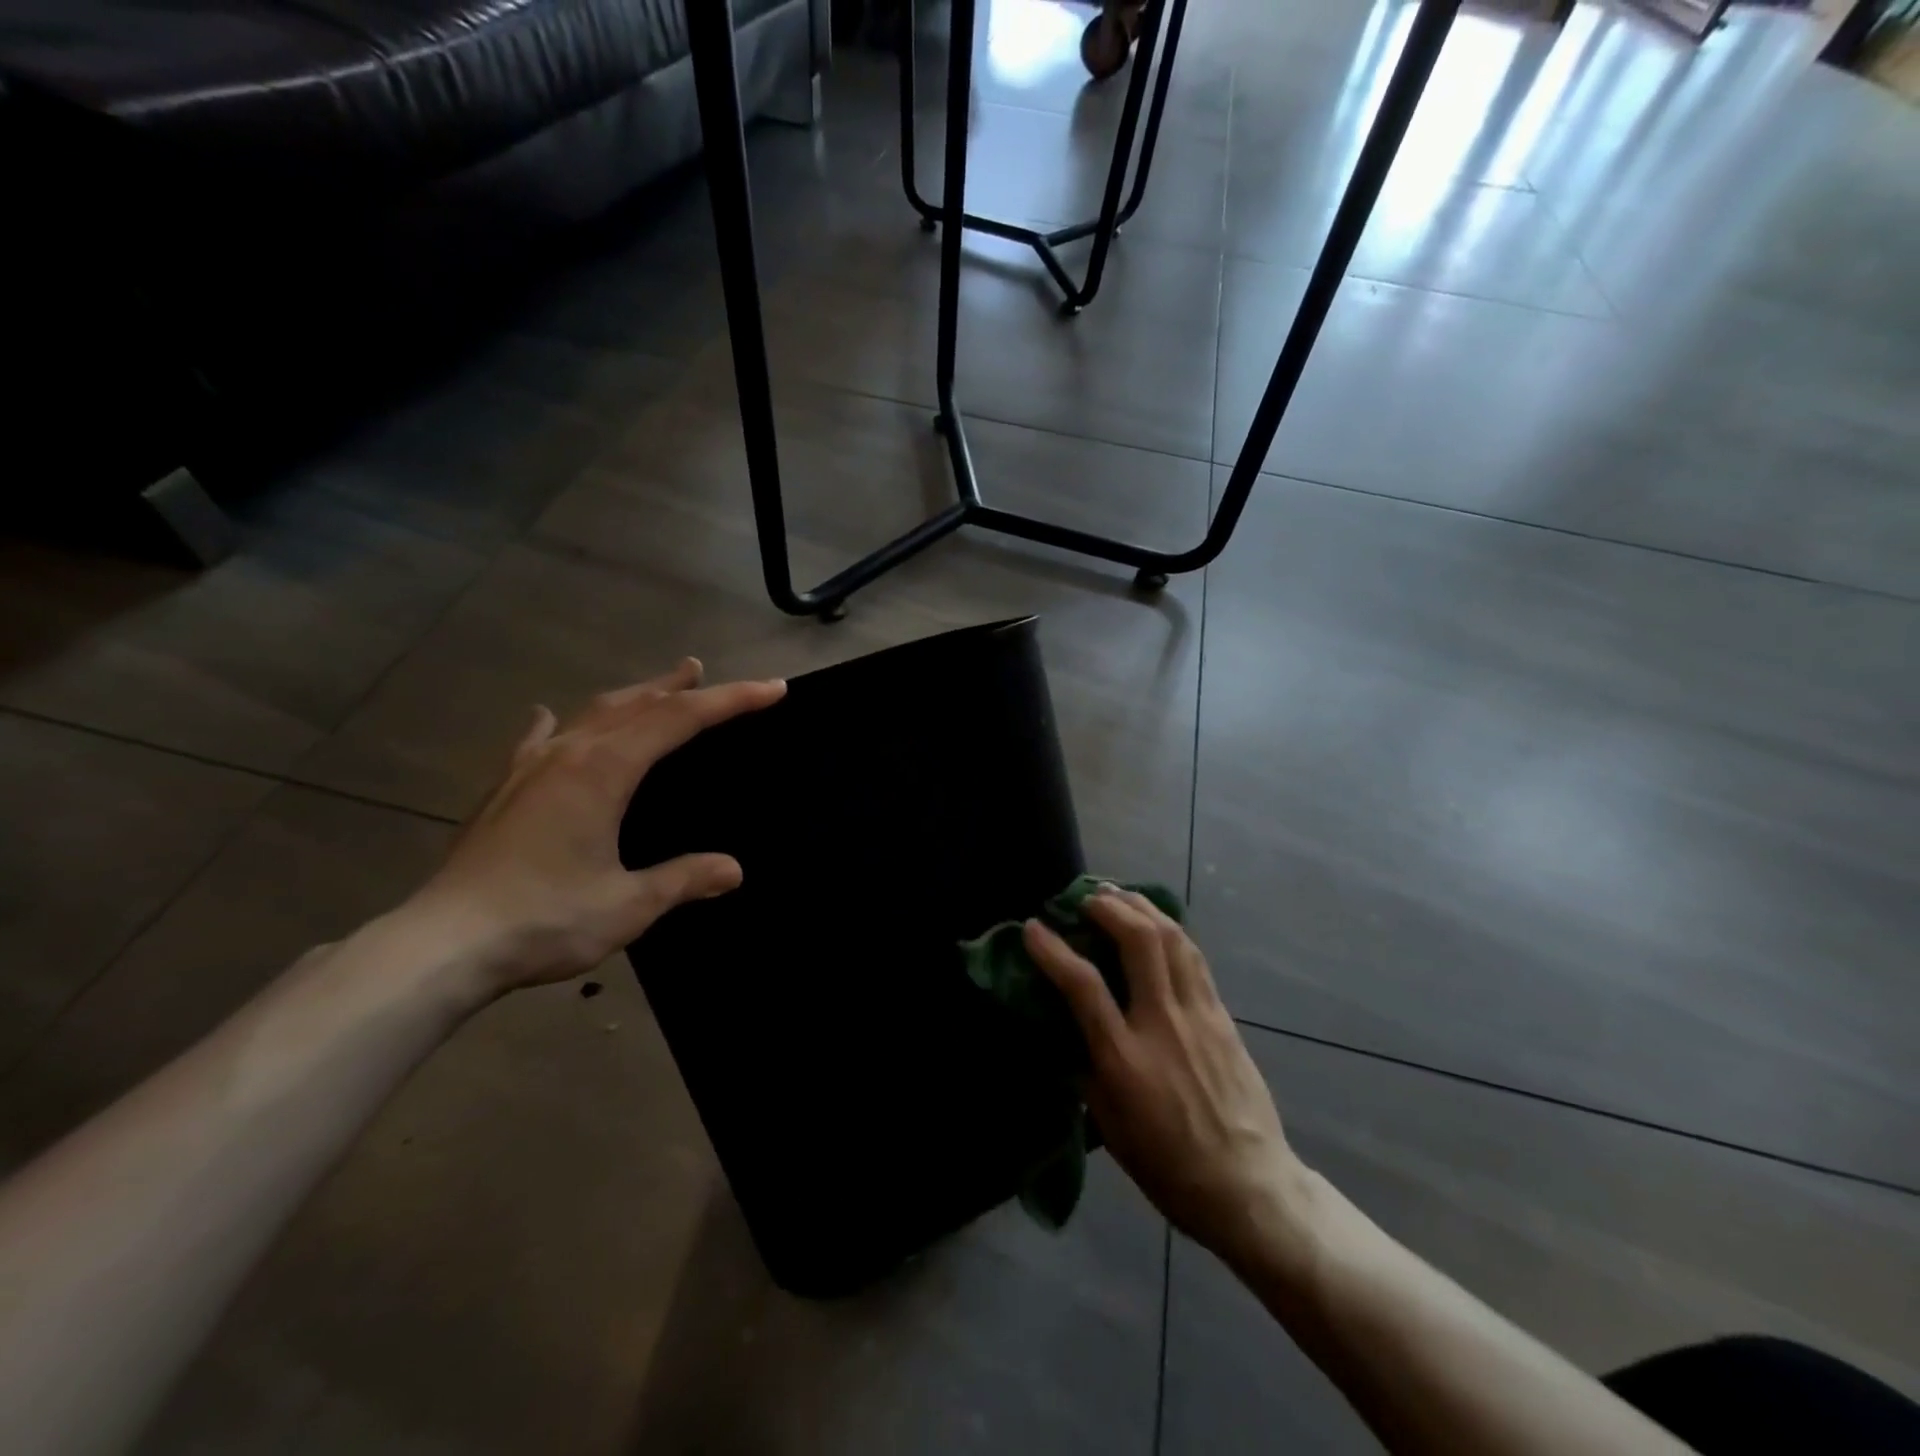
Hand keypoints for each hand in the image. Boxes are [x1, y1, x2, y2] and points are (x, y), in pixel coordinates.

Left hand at [408, 659, 785, 993]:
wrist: (442, 945)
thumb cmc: (544, 920)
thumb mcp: (628, 905)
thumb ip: (683, 879)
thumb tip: (734, 869)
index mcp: (605, 770)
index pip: (680, 719)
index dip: (730, 700)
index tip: (772, 688)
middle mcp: (569, 754)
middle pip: (637, 705)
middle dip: (679, 687)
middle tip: (705, 671)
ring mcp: (531, 768)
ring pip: (592, 714)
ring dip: (631, 696)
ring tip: (657, 685)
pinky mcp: (505, 789)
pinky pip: (539, 740)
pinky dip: (558, 724)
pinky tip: (549, 718)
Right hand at [1023, 888, 1311, 1264]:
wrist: (1247, 1185)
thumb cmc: (1167, 1166)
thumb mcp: (1109, 1124)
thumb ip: (1087, 1067)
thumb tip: (1070, 1026)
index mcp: (1124, 1059)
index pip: (1083, 986)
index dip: (1053, 950)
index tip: (1033, 928)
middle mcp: (1162, 1024)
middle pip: (1138, 942)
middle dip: (1109, 908)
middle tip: (1087, 898)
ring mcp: (1198, 1016)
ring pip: (1172, 939)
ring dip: (1142, 908)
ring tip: (1120, 895)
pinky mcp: (1222, 1016)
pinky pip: (1194, 958)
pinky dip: (1170, 930)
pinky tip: (1157, 924)